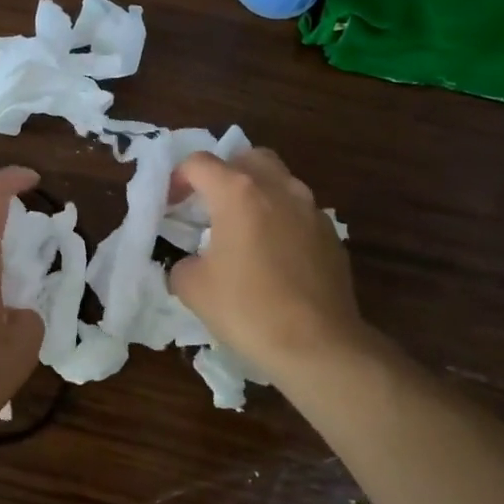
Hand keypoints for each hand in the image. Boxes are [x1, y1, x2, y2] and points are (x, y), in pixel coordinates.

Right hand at [166, 148, 371, 388]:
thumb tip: (190, 263)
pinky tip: (273, 255)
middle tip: (210, 204)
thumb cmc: (248, 309)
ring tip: (243, 228)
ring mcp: (310, 209)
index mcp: (238, 192)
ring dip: (256, 193)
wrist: (319, 345)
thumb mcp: (193, 288)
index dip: (178, 179)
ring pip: (279, 180)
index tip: (171, 205)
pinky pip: (299, 211)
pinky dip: (281, 219)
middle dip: (224, 173)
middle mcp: (278, 188)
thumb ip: (182, 263)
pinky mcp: (331, 234)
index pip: (199, 163)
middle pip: (246, 157)